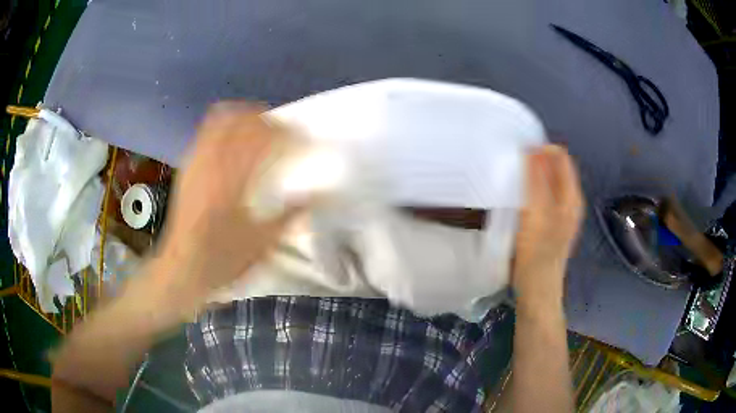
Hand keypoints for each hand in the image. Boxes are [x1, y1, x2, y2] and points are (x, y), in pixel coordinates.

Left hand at [150, 103, 300, 308]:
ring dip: (244, 116)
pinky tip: (233, 137)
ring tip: (259, 126)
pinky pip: (205, 132)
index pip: (263, 140)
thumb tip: (322, 194)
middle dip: (266, 119)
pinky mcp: (187, 166)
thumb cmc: (222, 259)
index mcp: (233, 181)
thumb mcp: (262, 242)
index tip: (303, 138)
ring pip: (221, 121)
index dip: (287, 134)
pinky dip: (224, 125)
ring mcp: (197, 162)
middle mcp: (213, 164)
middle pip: (241, 121)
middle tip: (283, 131)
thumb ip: (291, 214)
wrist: (182, 267)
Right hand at [513, 145, 583, 308]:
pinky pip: (543, 195)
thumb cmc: (536, 254)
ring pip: (548, 181)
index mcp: (571, 195)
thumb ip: (536, 181)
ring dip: (532, 174)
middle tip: (512, 163)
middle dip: (535, 160)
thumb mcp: (536, 215)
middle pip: (555, 168)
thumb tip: (532, 149)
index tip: (518, 151)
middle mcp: (570, 200)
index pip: (560, 157)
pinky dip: (531, 188)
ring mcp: (562, 213)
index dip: (540, 149)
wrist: (537, 290)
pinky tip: (518, 196)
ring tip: (512, 175)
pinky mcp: (552, 223)